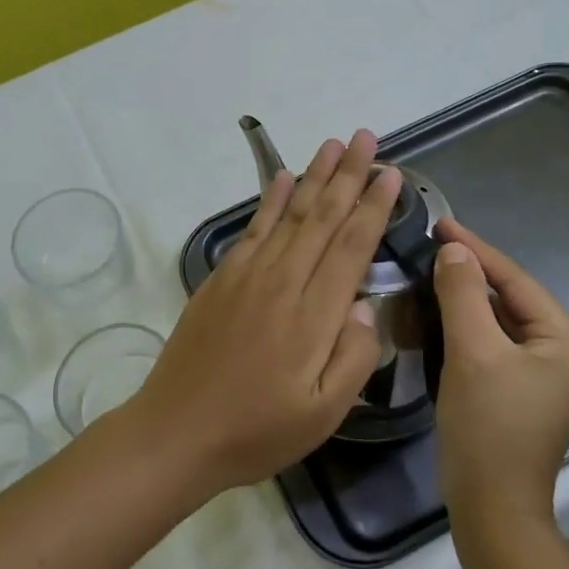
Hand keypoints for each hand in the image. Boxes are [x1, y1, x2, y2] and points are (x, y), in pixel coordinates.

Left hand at [129, 130, 401, 498]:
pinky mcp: (221, 279)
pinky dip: (269, 199)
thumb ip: (354, 357)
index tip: (391, 174)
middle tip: (365, 137)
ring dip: (313, 175)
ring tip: (331, 143)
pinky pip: (253, 229)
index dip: (373, 206)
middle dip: (348, 174)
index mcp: (314, 314)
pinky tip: (281, 178)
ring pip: (289, 213)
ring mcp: (248, 275)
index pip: (352, 245)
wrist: (176, 431)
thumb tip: (367, 306)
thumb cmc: (257, 430)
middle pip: (322, 216)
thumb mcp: (323, 413)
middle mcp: (283, 281)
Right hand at [430, 218, 568, 529]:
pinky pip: (495, 342)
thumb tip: (454, 250)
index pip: (515, 280)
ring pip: (500, 319)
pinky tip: (441, 311)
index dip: (475, 249)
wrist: (491, 507)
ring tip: (431, 269)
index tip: (440, 223)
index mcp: (568, 339)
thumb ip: (462, 294)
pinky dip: (468, 325)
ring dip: (466, 297)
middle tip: (431, 244)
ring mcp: (546, 373)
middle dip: (470, 272)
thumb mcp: (472, 352)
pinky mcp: (523, 389)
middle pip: (510, 298)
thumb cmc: (488, 427)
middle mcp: (566, 350)